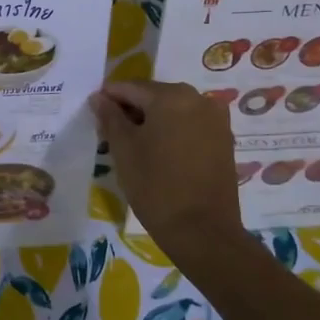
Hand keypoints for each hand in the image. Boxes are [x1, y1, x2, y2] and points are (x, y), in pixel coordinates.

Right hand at [93, 81, 245, 260]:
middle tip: (111, 132)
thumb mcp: (123, 150)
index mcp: (171, 96)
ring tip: (135, 145)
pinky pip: (191, 125)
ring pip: (174, 110)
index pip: (131, 87)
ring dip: (153, 121)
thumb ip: (110, 117)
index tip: (94, 112)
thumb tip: (99, 97)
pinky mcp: (224, 139)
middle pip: (154, 95)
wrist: (202, 231)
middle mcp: (198, 99)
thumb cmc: (155, 186)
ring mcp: (216, 119)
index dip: (109, 98)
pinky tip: (160, 153)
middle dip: (132, 109)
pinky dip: (173, 131)